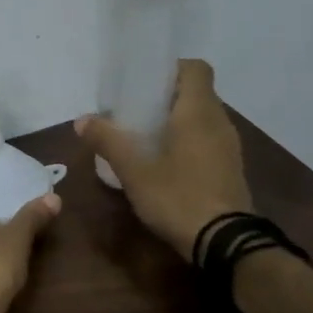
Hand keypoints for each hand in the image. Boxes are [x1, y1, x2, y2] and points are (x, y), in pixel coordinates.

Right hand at [75, 59, 252, 262]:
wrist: (225, 244)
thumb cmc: (178, 197)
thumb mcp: (134, 171)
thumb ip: (108, 141)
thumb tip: (82, 120)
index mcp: (198, 112)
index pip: (196, 68)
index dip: (171, 68)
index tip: (144, 82)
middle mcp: (219, 122)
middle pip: (196, 93)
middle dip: (165, 97)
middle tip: (134, 111)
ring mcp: (229, 147)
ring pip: (202, 118)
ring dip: (176, 121)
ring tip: (144, 137)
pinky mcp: (230, 169)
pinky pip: (208, 140)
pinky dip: (188, 141)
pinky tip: (164, 163)